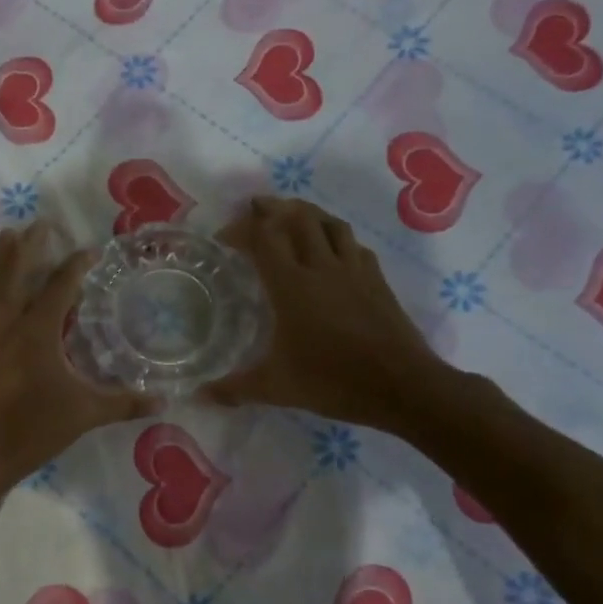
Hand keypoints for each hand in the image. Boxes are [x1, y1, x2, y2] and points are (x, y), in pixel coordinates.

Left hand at [0, 223, 155, 491]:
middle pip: (15, 275)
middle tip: (40, 224)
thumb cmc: (33, 431)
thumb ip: (124, 404)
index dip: (76, 266)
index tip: (91, 250)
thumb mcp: (85, 415)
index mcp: (36, 334)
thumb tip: (165, 401)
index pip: (59, 289)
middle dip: (29, 247)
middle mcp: (4, 326)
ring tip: (6, 237)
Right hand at [205, 196, 442, 428]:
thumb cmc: (333, 381)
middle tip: (256, 209)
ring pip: (330, 224)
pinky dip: (337, 237)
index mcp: (292, 285)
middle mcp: (322, 266)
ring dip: (307, 213)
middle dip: (273, 208)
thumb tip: (200, 395)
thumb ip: (235, 388)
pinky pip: (354, 245)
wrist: (402, 386)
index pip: (263, 237)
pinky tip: (333, 250)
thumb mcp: (276, 388)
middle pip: (298, 218)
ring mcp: (354, 270)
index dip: (241, 228)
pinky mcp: (377, 280)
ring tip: (292, 216)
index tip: (224, 237)